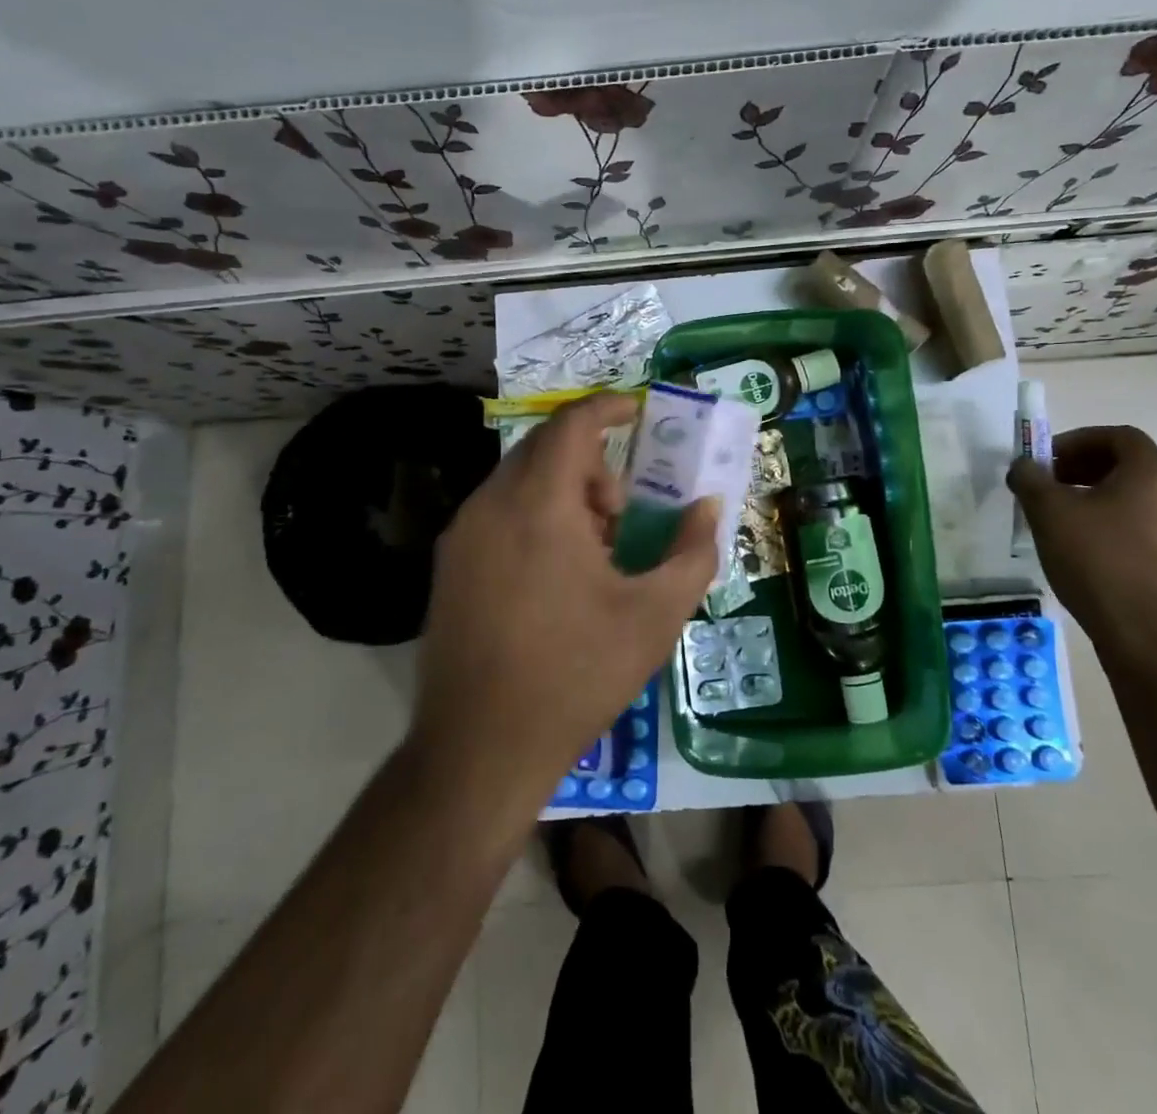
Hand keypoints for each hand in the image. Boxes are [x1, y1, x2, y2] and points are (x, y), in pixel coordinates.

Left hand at [411, 392, 717, 809]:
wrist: (480, 749)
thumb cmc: (576, 675)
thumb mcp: (654, 617)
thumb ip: (692, 552)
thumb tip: (708, 508)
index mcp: (538, 505)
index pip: (572, 424)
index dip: (609, 407)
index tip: (638, 412)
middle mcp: (490, 505)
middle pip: (545, 449)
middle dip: (592, 462)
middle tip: (624, 510)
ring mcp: (461, 536)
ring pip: (519, 481)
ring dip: (563, 491)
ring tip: (595, 550)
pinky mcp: (449, 565)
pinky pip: (498, 512)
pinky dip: (534, 515)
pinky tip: (554, 575)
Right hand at [1006, 425, 1156, 661]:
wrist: (1141, 632)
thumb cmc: (1095, 559)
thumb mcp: (1048, 511)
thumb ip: (1031, 478)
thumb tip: (1024, 466)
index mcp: (1152, 473)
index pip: (1118, 436)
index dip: (1078, 440)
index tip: (1047, 459)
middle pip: (1127, 464)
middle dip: (1083, 467)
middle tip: (1048, 484)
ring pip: (1134, 495)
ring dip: (1095, 495)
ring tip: (1060, 516)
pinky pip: (1142, 523)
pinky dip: (1111, 520)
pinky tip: (1083, 545)